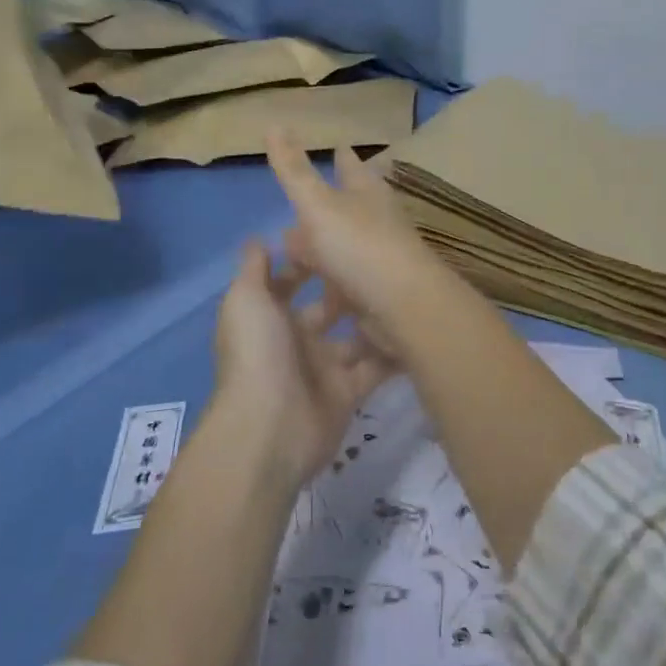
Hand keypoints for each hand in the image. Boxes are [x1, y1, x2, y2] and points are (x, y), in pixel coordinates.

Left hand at [211, 239, 393, 486]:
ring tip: (409, 291)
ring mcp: (323, 368)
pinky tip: (420, 330)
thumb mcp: (245, 300)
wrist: (271, 428)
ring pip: (355, 338)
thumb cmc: (258, 353)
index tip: (339, 239)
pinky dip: (394, 354)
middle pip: (327, 310)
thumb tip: (259, 237)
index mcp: (269, 318)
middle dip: (349, 290)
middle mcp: (296, 340)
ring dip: (375, 319)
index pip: (289, 284)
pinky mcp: (349, 393)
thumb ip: (254, 268)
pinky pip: (375, 368)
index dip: (308, 263)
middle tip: (383, 264)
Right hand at [265, 130, 450, 356]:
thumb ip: (294, 170)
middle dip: (324, 209)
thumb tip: (274, 124)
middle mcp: (376, 223)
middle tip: (298, 211)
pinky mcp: (374, 296)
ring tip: (292, 263)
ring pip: (341, 252)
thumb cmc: (360, 247)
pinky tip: (308, 303)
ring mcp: (377, 261)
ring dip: (320, 257)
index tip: (340, 146)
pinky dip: (325, 293)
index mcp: (367, 194)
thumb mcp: (319, 205)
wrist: (403, 309)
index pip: (352, 167)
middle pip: (346, 211)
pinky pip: (342, 290)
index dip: (343, 158)